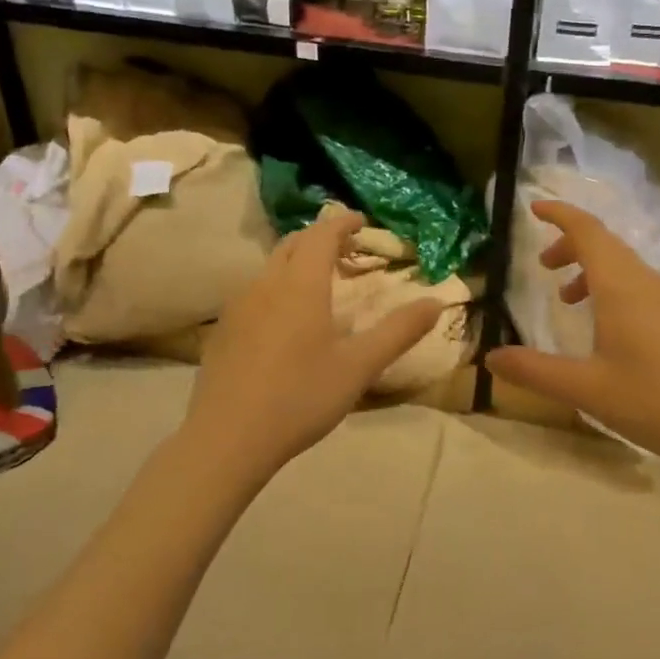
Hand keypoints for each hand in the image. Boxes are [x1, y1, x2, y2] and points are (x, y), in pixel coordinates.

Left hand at [184, 210, 441, 484]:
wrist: (228, 438)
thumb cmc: (301, 397)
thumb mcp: (359, 367)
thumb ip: (399, 331)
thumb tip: (436, 302)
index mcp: (300, 285)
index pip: (322, 235)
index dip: (342, 223)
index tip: (361, 220)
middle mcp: (265, 284)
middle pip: (292, 244)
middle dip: (319, 238)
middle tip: (345, 249)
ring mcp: (238, 307)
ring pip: (270, 267)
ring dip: (296, 262)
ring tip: (318, 281)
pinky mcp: (223, 330)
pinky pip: (254, 292)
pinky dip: (277, 287)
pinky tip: (284, 319)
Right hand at [484, 201, 659, 473]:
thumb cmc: (654, 401)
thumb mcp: (585, 389)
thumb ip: (534, 370)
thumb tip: (491, 357)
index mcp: (623, 288)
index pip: (588, 232)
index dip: (560, 215)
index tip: (535, 208)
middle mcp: (651, 283)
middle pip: (607, 247)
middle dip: (572, 247)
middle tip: (545, 267)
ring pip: (629, 270)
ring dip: (595, 273)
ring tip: (571, 302)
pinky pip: (647, 289)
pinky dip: (619, 292)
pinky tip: (615, 333)